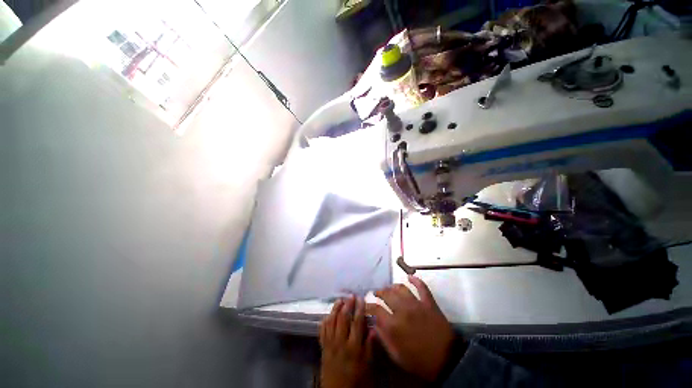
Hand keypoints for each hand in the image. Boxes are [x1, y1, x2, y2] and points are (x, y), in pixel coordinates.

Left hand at [319, 296, 373, 387]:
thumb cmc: (356, 380)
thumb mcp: (368, 366)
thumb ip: (370, 346)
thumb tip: (374, 328)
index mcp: (354, 347)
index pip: (357, 322)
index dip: (359, 309)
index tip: (361, 298)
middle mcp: (340, 342)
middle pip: (343, 318)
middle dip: (347, 304)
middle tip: (351, 295)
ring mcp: (330, 344)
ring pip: (331, 321)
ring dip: (335, 308)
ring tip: (340, 299)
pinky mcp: (323, 347)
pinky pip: (322, 330)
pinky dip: (325, 320)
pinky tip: (328, 314)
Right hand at [366, 276, 455, 381]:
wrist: (447, 361)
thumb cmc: (419, 361)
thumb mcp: (397, 355)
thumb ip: (383, 338)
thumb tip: (374, 324)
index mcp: (393, 325)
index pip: (375, 308)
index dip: (368, 305)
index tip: (366, 305)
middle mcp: (403, 310)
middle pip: (386, 294)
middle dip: (378, 292)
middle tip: (376, 294)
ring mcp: (416, 304)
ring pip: (400, 288)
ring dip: (392, 286)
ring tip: (389, 288)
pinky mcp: (429, 302)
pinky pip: (421, 286)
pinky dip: (415, 280)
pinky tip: (409, 277)